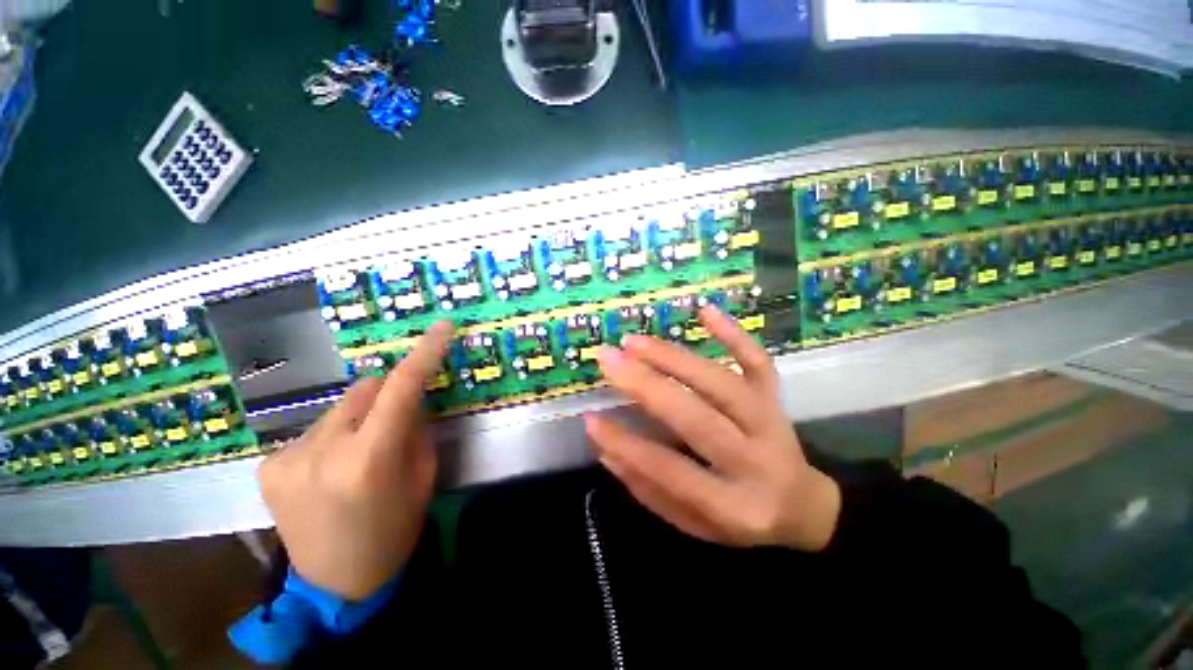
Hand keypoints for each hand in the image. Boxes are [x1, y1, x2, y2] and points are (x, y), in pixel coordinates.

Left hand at [257, 321, 453, 599]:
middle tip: (394, 423)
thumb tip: (410, 397)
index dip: (424, 353)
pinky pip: (314, 429)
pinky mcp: (267, 465)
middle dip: (386, 396)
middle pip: (365, 389)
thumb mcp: (422, 476)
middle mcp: (323, 450)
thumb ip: (416, 428)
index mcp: (370, 458)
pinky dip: (331, 437)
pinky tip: (329, 469)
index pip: (403, 387)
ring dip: (357, 418)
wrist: (337, 583)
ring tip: (358, 455)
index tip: (442, 327)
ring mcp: (287, 456)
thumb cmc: (394, 529)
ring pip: (339, 408)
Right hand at [585, 306, 840, 551]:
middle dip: (647, 386)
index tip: (591, 419)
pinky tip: (705, 310)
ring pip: (721, 383)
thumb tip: (605, 449)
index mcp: (734, 506)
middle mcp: (757, 461)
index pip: (671, 471)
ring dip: (674, 358)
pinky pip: (757, 362)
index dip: (628, 446)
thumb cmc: (739, 518)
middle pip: (699, 418)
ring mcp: (770, 422)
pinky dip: (734, 334)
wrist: (803, 505)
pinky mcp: (775, 398)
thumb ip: (649, 489)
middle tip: (608, 360)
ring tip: (634, 342)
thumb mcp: (693, 523)